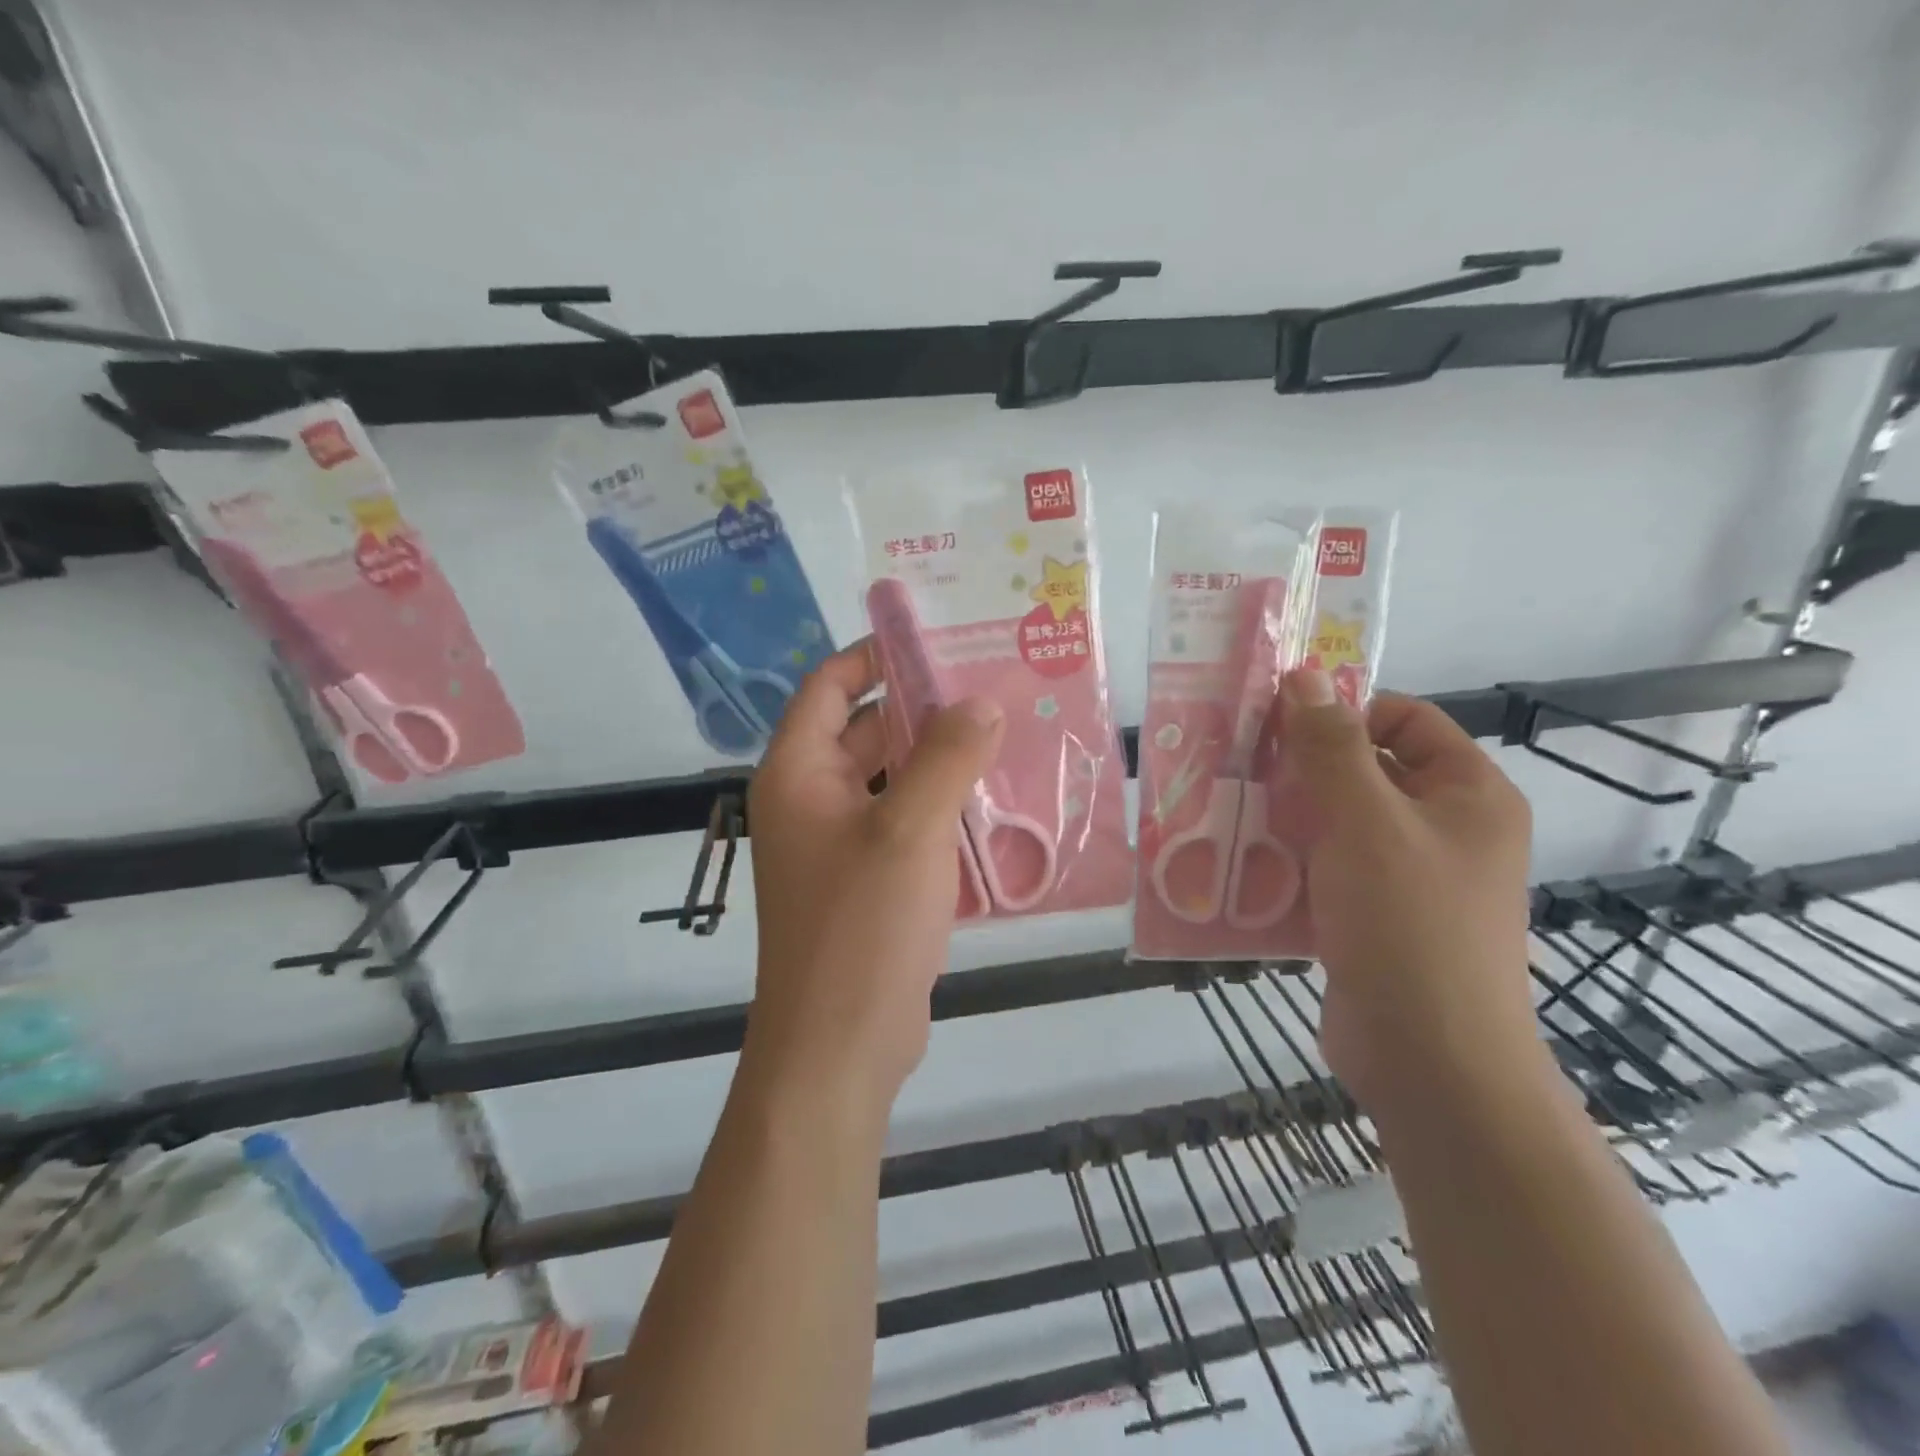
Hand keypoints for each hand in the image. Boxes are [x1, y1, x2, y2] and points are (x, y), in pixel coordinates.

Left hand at [746, 641, 1005, 1104]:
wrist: (839, 1047)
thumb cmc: (862, 928)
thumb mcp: (910, 831)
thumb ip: (948, 757)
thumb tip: (980, 702)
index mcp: (798, 773)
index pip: (830, 687)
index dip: (875, 656)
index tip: (937, 641)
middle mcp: (811, 801)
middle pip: (866, 731)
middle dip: (923, 708)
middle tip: (992, 687)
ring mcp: (838, 844)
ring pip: (891, 780)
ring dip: (939, 760)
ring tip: (1006, 735)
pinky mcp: (867, 881)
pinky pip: (904, 823)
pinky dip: (941, 807)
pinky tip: (995, 801)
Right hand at [1277, 667, 1540, 1114]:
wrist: (1429, 1060)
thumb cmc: (1408, 924)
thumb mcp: (1366, 821)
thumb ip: (1331, 747)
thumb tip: (1303, 675)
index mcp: (1468, 794)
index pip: (1404, 719)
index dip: (1343, 710)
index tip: (1275, 721)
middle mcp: (1445, 829)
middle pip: (1366, 770)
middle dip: (1302, 765)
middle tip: (1237, 762)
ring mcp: (1409, 877)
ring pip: (1339, 821)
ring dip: (1287, 813)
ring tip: (1226, 807)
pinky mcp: (1374, 918)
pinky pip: (1328, 868)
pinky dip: (1289, 859)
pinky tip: (1240, 860)